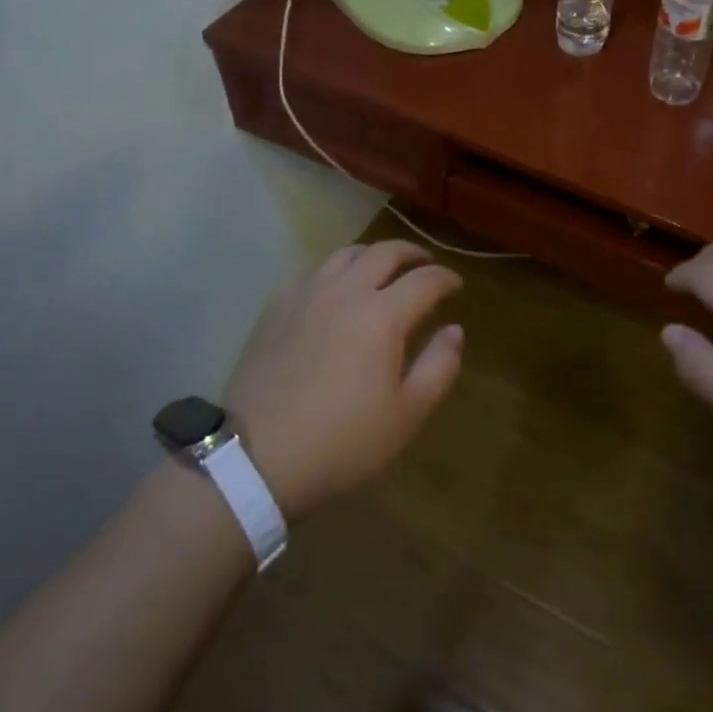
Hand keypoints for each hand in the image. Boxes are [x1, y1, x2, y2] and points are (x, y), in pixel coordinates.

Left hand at [222, 240, 464, 520]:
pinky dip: (335, 273)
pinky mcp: (276, 307)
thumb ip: (439, 367)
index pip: (425, 280)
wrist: (255, 459)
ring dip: (373, 255)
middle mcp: (346, 291)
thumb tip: (454, 330)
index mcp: (382, 315)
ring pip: (346, 254)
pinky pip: (313, 273)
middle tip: (425, 264)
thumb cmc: (340, 443)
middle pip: (385, 252)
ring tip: (382, 270)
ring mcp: (306, 295)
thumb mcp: (405, 417)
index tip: (457, 285)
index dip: (446, 278)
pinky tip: (335, 292)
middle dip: (412, 253)